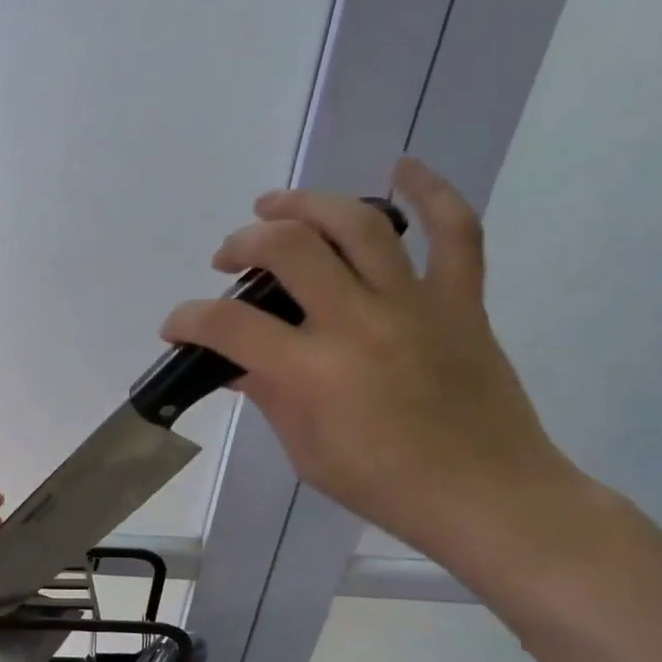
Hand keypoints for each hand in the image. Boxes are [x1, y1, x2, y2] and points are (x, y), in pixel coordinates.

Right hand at [160, 158, 577, 564]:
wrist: (485, 495)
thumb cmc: (383, 485)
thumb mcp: (305, 451)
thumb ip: (270, 396)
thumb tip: (239, 365)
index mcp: (312, 371)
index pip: (228, 325)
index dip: (188, 318)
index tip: (176, 325)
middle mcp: (358, 322)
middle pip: (288, 249)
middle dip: (243, 243)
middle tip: (228, 257)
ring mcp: (415, 304)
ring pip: (358, 225)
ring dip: (307, 204)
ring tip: (275, 205)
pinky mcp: (461, 301)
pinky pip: (455, 232)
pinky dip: (432, 192)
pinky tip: (402, 166)